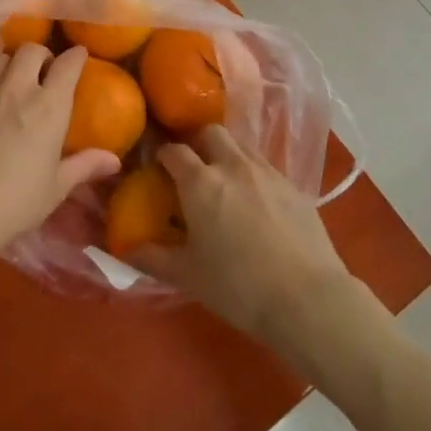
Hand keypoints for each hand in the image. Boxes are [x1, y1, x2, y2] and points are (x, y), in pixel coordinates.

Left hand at [0, 43, 119, 283]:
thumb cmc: (15, 202)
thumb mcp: (56, 188)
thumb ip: (85, 166)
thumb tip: (115, 161)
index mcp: (49, 106)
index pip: (68, 65)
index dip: (76, 56)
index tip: (79, 57)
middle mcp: (17, 87)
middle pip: (31, 51)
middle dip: (41, 55)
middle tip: (43, 72)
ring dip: (8, 61)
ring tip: (11, 75)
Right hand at [125, 126, 354, 350]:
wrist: (307, 298)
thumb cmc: (238, 287)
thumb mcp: (187, 276)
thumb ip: (151, 257)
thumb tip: (123, 248)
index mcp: (201, 182)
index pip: (174, 151)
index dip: (162, 155)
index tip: (157, 167)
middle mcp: (232, 165)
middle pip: (210, 133)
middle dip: (197, 143)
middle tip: (192, 168)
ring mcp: (266, 171)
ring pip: (240, 145)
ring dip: (226, 154)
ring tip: (224, 182)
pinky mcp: (293, 185)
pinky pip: (264, 166)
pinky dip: (252, 173)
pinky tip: (255, 201)